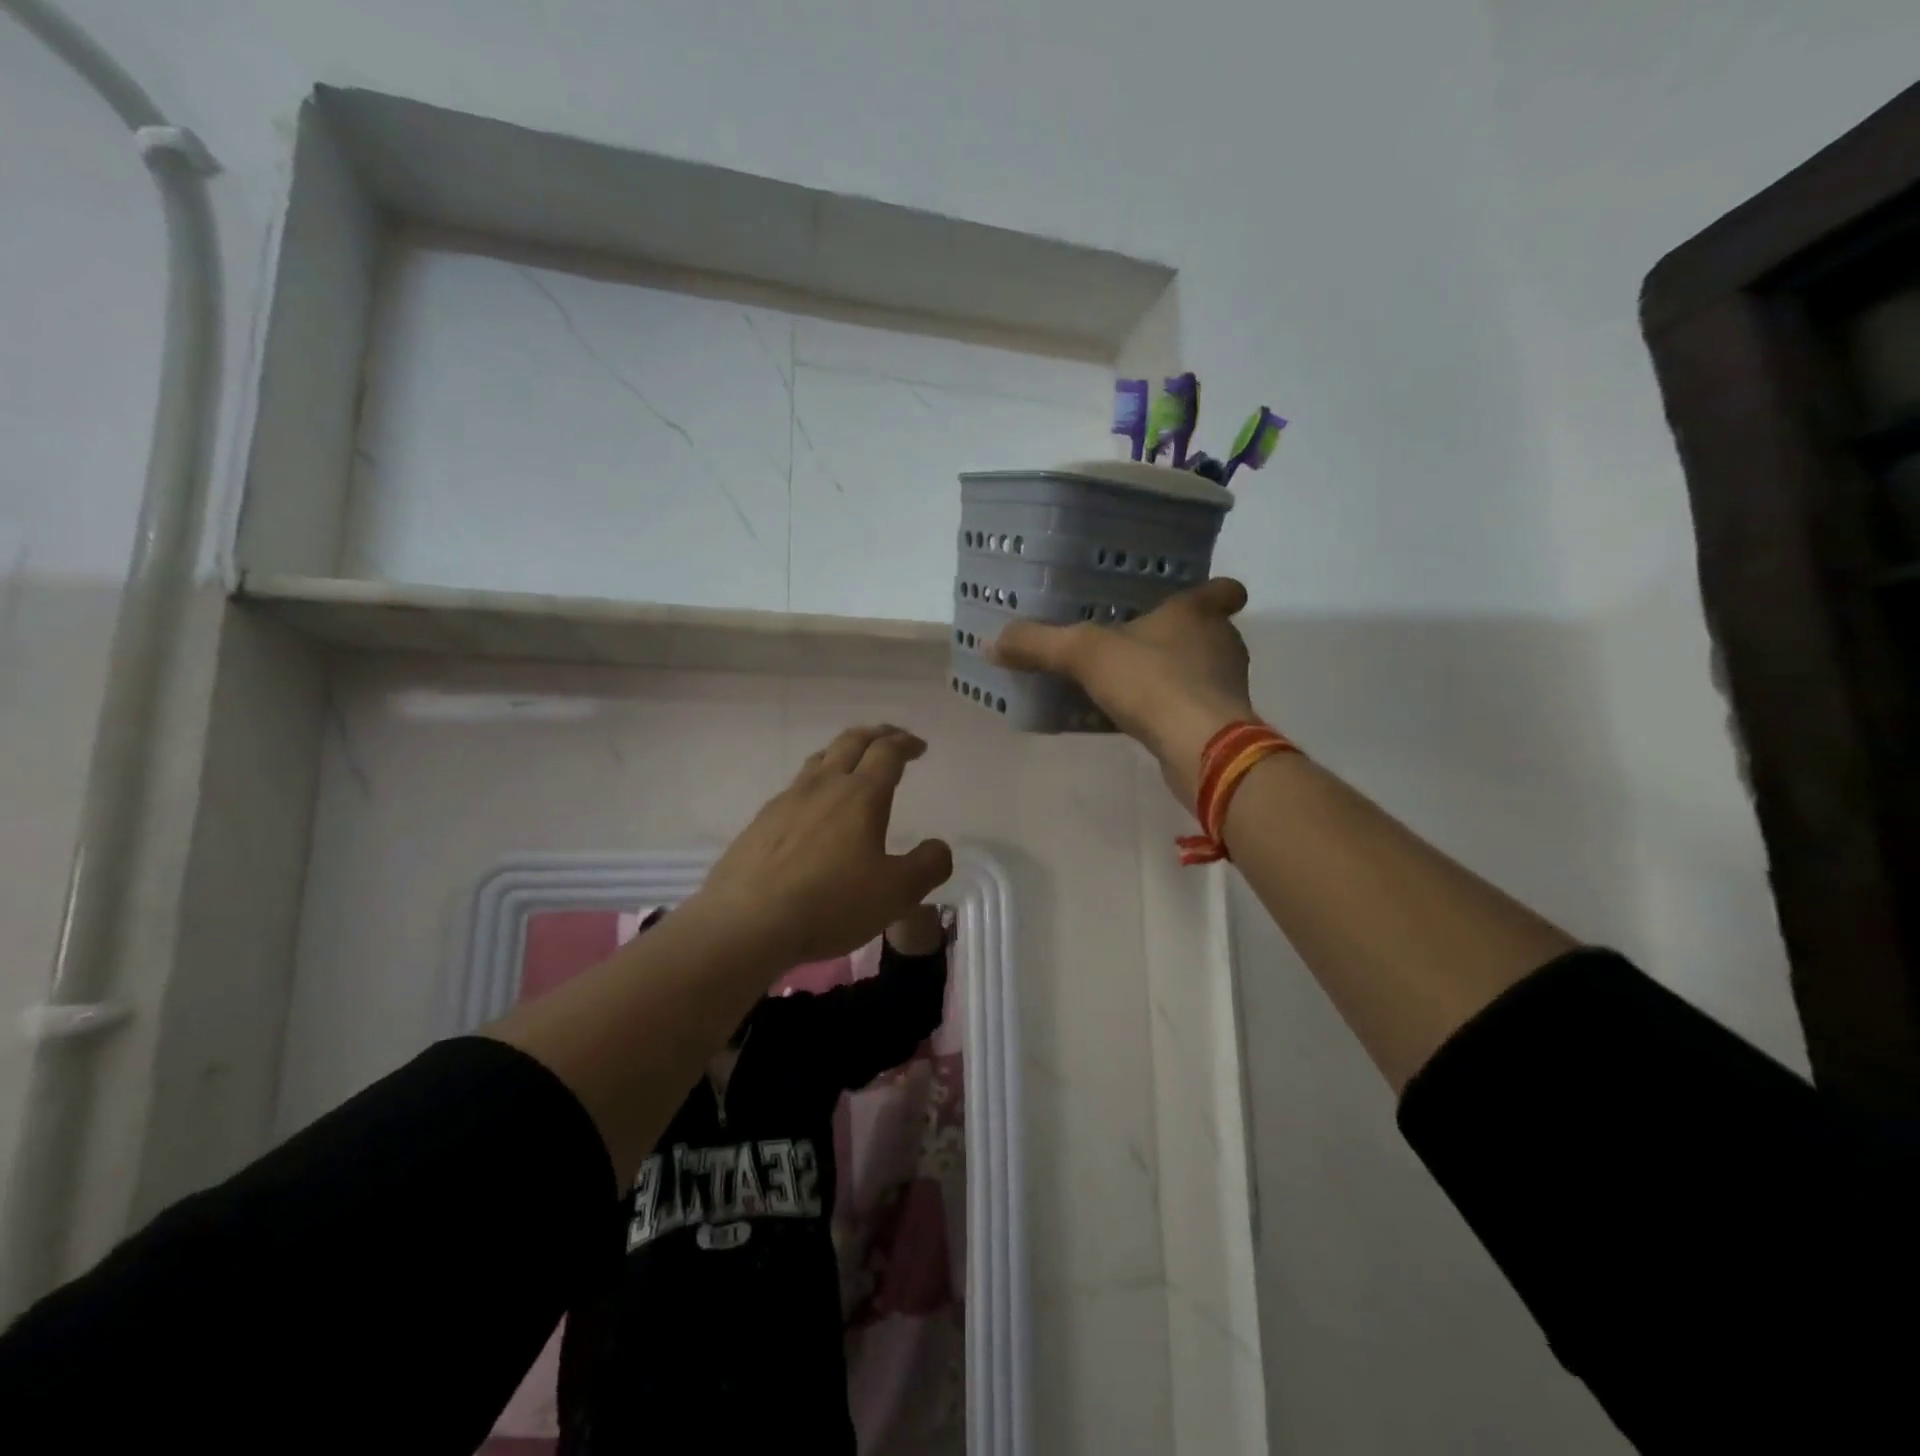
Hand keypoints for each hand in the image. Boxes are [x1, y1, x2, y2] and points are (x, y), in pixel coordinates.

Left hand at [691, 725, 953, 965]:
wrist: (746, 923)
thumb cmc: (830, 904)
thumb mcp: (896, 893)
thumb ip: (927, 866)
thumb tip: (939, 847)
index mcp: (861, 795)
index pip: (887, 752)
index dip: (905, 743)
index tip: (918, 746)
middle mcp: (823, 786)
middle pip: (851, 742)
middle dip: (876, 734)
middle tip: (891, 738)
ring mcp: (786, 801)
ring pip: (819, 760)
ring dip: (842, 753)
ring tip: (852, 763)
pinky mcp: (760, 823)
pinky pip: (795, 788)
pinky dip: (815, 784)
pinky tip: (813, 809)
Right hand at [990, 577, 1256, 804]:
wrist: (1200, 748)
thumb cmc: (1151, 682)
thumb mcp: (1083, 654)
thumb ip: (1038, 644)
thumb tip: (990, 642)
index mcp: (1197, 614)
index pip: (1222, 589)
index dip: (1213, 591)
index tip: (1192, 597)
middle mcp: (1221, 644)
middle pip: (1209, 632)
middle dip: (1179, 636)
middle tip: (1139, 640)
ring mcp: (1224, 687)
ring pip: (1199, 672)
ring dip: (1172, 675)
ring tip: (1130, 682)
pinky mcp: (1219, 725)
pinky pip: (1189, 707)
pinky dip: (1168, 710)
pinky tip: (1135, 720)